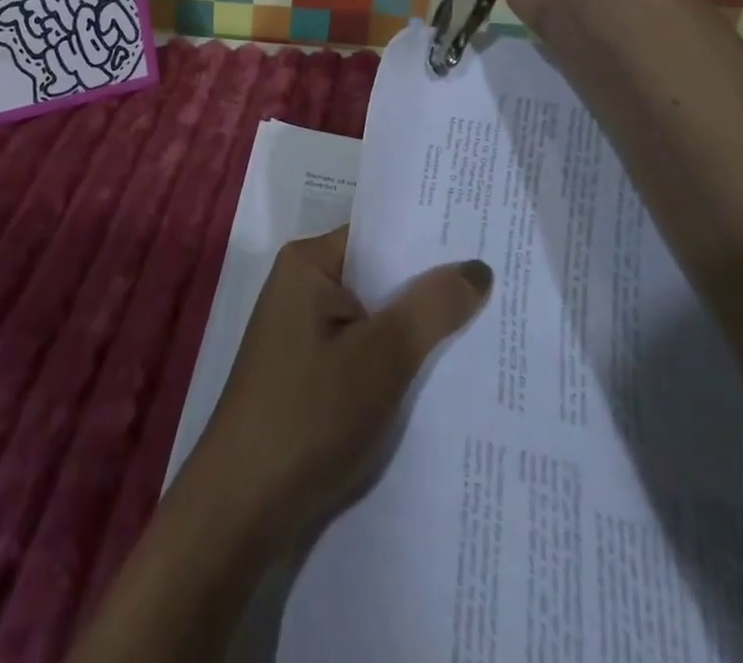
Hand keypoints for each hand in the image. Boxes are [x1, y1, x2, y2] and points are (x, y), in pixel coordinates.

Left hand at [176, 227, 491, 556]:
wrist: (243, 505)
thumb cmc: (309, 414)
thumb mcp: (380, 358)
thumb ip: (430, 308)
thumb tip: (477, 266)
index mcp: (308, 263)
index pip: (379, 236)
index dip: (430, 242)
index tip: (485, 244)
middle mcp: (302, 287)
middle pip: (378, 276)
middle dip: (429, 289)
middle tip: (500, 287)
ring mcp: (303, 332)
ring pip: (373, 318)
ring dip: (415, 329)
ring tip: (486, 328)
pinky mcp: (308, 373)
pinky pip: (362, 350)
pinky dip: (395, 360)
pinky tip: (441, 375)